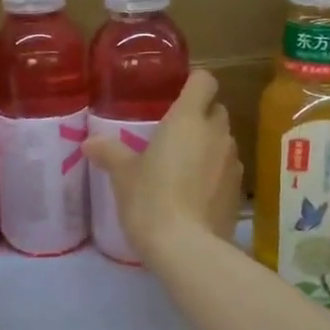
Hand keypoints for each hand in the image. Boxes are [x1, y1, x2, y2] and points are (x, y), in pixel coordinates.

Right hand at [84, 70, 241, 261]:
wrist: (186, 248)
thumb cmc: (150, 199)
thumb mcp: (123, 176)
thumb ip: (109, 153)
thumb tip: (89, 142)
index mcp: (188, 119)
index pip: (205, 81)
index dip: (193, 83)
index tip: (176, 95)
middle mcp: (216, 134)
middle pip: (217, 110)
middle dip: (200, 117)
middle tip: (174, 135)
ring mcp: (233, 163)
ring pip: (224, 141)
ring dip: (209, 146)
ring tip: (184, 166)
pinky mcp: (239, 191)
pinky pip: (228, 170)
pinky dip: (215, 174)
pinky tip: (195, 193)